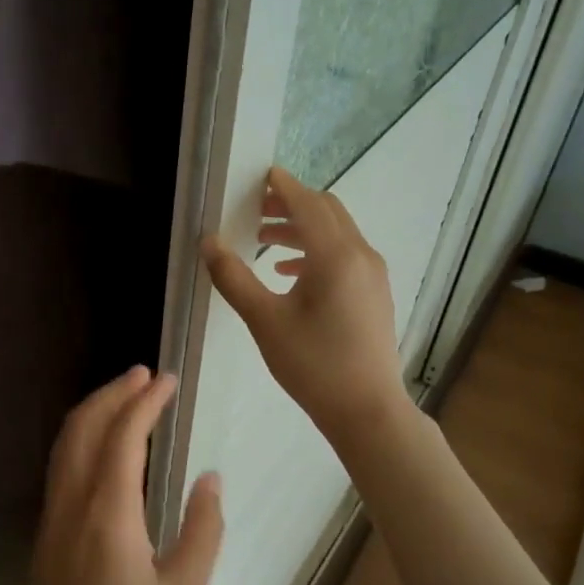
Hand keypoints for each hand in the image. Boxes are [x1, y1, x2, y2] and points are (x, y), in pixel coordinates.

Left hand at [30, 367, 223, 584]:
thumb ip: (202, 528)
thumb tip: (209, 477)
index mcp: (109, 517)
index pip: (123, 436)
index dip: (145, 402)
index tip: (167, 380)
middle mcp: (72, 507)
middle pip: (83, 427)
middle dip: (113, 393)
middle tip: (144, 375)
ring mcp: (52, 519)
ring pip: (65, 445)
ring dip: (93, 411)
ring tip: (125, 395)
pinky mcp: (47, 535)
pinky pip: (61, 467)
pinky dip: (81, 437)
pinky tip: (104, 443)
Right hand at [202, 166, 406, 439]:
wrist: (367, 409)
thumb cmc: (313, 364)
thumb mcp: (264, 321)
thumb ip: (234, 278)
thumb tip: (208, 243)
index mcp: (335, 255)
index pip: (307, 204)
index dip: (283, 186)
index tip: (262, 175)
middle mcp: (360, 255)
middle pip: (327, 211)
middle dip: (291, 204)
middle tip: (256, 210)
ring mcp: (373, 274)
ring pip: (337, 233)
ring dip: (302, 228)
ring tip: (264, 242)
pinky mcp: (375, 292)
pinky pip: (345, 253)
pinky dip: (317, 250)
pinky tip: (290, 273)